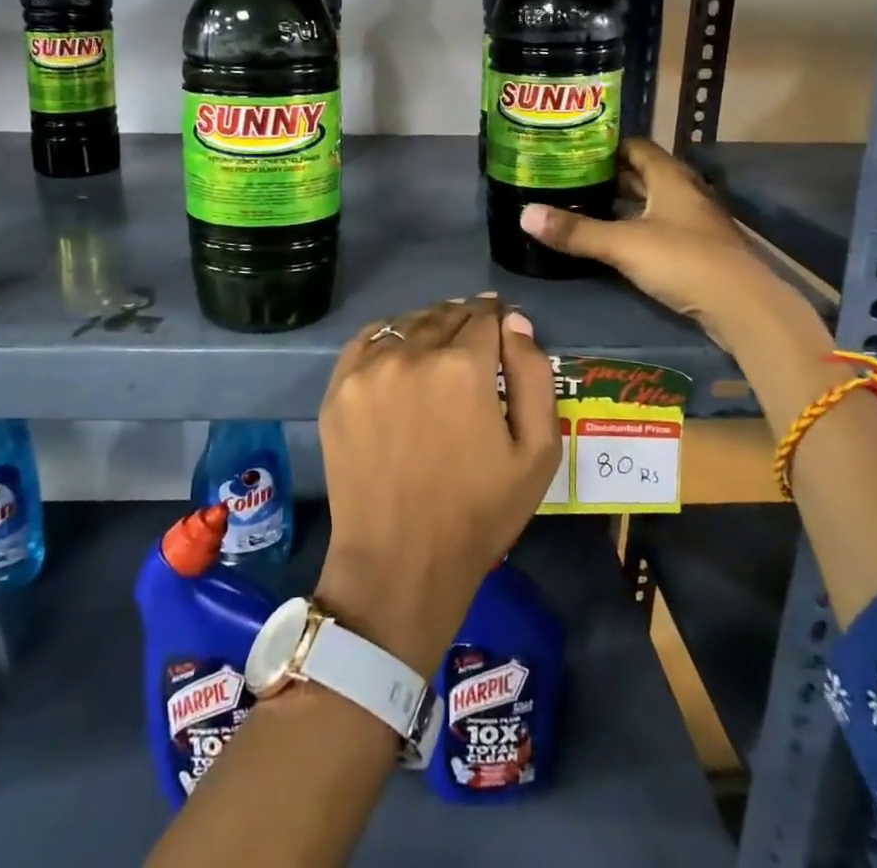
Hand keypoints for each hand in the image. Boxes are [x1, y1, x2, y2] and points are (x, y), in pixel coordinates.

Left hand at [315, 297, 560, 677]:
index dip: (498, 319)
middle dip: (466, 321)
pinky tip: (400, 356)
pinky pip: (369, 339)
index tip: (502, 332)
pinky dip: (389, 338)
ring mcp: (369, 369)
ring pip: (407, 323)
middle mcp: (413, 353)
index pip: (485, 315)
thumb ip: (534, 375)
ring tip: (438, 350)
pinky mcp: (339, 387)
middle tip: (474, 344)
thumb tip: (515, 320)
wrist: (400, 562)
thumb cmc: (479, 512)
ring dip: (428, 327)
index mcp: (464, 367)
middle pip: (446, 314)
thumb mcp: (537, 452)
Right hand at [519, 138, 762, 339]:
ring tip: (582, 205)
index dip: (605, 145)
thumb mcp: (623, 244)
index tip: (572, 149)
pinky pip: (658, 226)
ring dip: (622, 202)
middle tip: (569, 177)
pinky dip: (635, 226)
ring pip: (651, 202)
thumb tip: (524, 215)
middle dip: (608, 174)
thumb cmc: (683, 261)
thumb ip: (575, 231)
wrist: (743, 307)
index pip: (635, 146)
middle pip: (642, 173)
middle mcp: (684, 192)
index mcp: (670, 177)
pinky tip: (613, 238)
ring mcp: (693, 222)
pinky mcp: (696, 249)